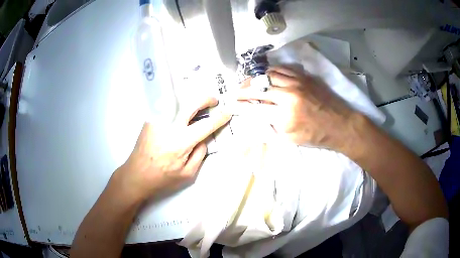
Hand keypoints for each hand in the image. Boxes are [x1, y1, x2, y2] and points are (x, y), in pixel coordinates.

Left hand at [112, 96, 230, 202]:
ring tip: (199, 104)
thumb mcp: (188, 174)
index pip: (206, 124)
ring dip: (192, 99)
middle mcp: (170, 126)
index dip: (220, 117)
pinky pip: (168, 105)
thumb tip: (204, 138)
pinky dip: (178, 104)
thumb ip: (200, 154)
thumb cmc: (162, 178)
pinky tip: (182, 109)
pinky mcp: (150, 118)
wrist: (136, 174)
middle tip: (214, 101)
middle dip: (206, 98)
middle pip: (192, 103)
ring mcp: (158, 120)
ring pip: (179, 100)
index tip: (228, 112)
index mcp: (181, 142)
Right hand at [237, 66, 358, 149]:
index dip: (239, 105)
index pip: (254, 107)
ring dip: (255, 78)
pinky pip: (283, 69)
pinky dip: (270, 72)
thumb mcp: (291, 139)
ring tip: (247, 82)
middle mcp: (288, 95)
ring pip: (268, 75)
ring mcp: (297, 83)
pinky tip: (266, 75)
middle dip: (242, 89)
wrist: (341, 125)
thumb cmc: (316, 136)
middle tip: (234, 90)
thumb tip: (256, 115)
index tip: (229, 103)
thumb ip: (271, 127)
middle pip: (258, 87)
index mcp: (285, 116)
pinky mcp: (304, 77)